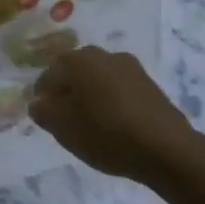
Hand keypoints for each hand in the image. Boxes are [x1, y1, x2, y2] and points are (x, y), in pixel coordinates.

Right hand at [29, 47, 191, 182]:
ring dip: (91, 96)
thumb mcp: (64, 128)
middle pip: (75, 72)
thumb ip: (44, 112)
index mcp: (78, 60)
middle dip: (67, 93)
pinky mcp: (150, 84)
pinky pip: (119, 89)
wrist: (166, 148)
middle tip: (65, 120)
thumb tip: (38, 103)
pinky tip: (114, 125)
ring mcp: (130, 67)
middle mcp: (103, 54)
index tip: (44, 117)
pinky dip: (112, 102)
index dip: (42, 96)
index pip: (49, 74)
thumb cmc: (106, 134)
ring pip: (99, 79)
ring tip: (91, 124)